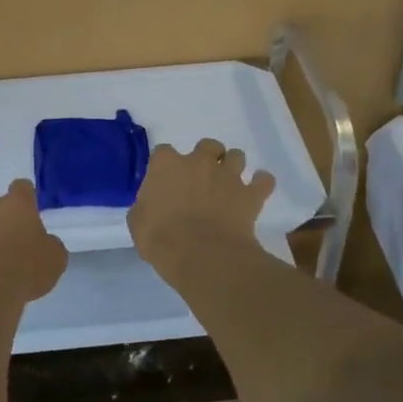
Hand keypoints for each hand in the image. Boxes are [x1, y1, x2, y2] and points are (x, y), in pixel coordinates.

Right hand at [129, 139, 275, 264]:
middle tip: (202, 178)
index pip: (163, 152)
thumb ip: (145, 206)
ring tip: (229, 183)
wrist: (202, 256)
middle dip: (206, 157)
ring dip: (233, 166)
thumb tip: (151, 204)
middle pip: (207, 145)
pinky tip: (258, 190)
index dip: (165, 165)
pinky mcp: (250, 195)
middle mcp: (199, 162)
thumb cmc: (162, 239)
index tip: (165, 180)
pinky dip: (262, 183)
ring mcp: (228, 176)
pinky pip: (264, 181)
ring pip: (237, 155)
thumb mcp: (137, 223)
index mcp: (166, 165)